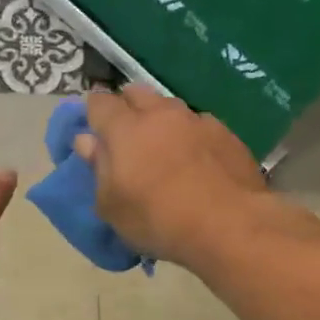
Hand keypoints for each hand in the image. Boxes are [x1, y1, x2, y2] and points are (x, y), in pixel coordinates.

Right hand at [76, 87, 266, 263]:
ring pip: (170, 107)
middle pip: (136, 93)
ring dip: (161, 120)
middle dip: (127, 107)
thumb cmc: (158, 219)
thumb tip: (87, 141)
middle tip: (126, 137)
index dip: (93, 113)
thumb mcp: (112, 206)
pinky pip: (199, 125)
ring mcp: (196, 120)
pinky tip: (197, 161)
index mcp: (125, 128)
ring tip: (164, 148)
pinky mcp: (227, 133)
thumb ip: (98, 168)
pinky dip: (190, 136)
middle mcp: (160, 114)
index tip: (93, 130)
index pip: (99, 102)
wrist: (231, 226)